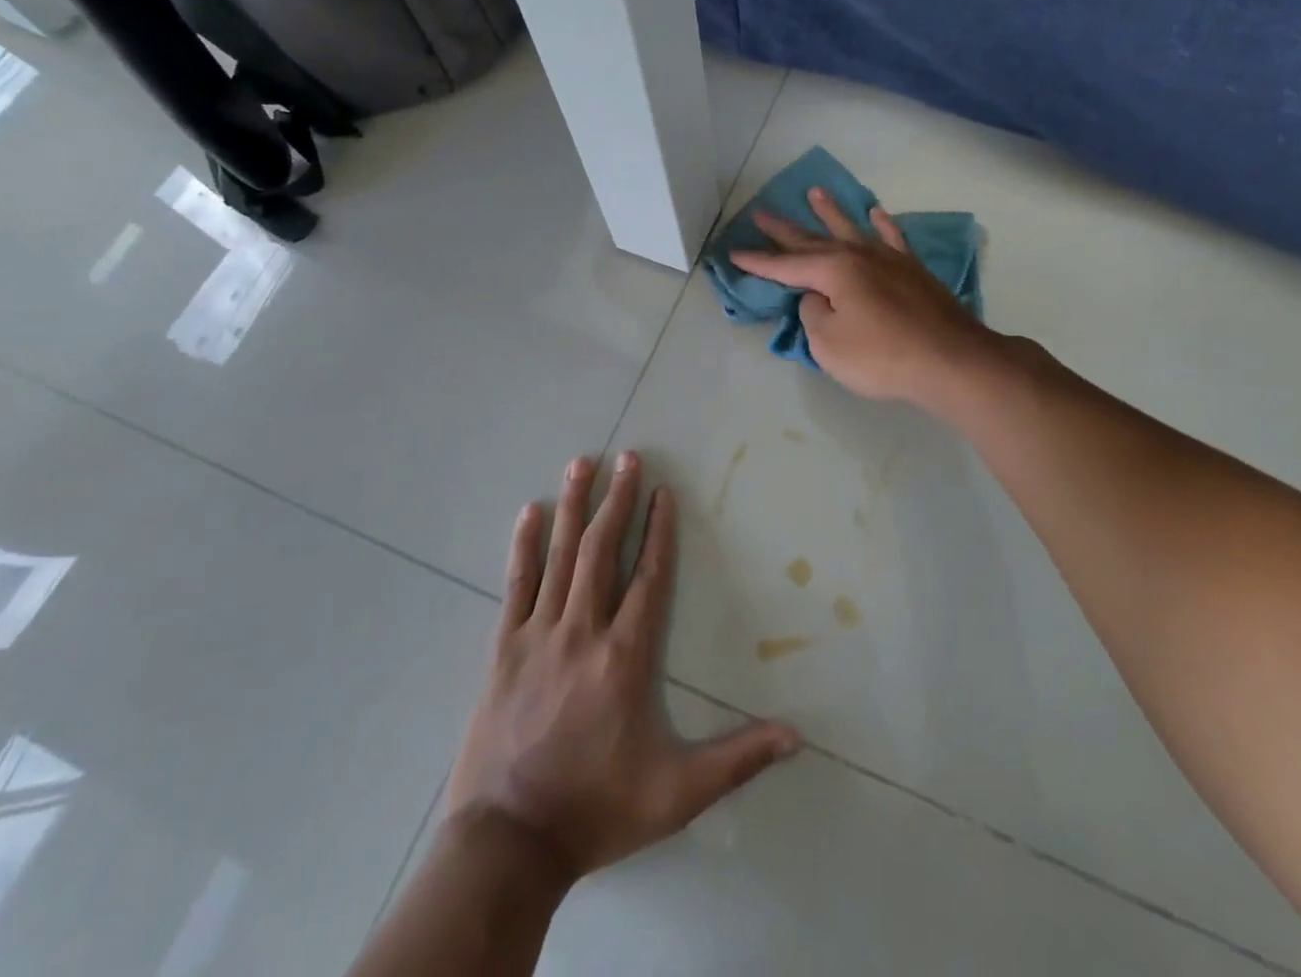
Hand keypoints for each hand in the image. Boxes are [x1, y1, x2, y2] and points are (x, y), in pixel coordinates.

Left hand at [443, 453, 800, 884]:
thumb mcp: (676, 794)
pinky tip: (530, 512)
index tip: (663, 491)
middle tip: (627, 456)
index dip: (659, 531)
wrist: (506, 844)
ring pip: (560, 555)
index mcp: (625, 656)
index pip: (649, 577)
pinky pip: (516, 584)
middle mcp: (583, 631)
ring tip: (582, 463)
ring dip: (573, 506)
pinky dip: (524, 546)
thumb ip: (736, 760)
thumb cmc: (596, 809)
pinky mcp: (503, 648)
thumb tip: (796, 737)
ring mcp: (539, 635)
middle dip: (617, 499)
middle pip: (603, 550)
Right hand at [730, 188, 994, 407]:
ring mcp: (889, 259)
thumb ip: (814, 315)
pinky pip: (892, 239)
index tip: (733, 253)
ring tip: (815, 193)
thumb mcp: (828, 344)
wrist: (950, 360)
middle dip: (784, 230)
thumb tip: (818, 298)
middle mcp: (858, 255)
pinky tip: (876, 213)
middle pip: (813, 240)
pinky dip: (882, 225)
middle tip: (760, 212)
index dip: (758, 261)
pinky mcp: (913, 271)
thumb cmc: (882, 357)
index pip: (785, 266)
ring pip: (851, 229)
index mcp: (833, 271)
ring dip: (830, 212)